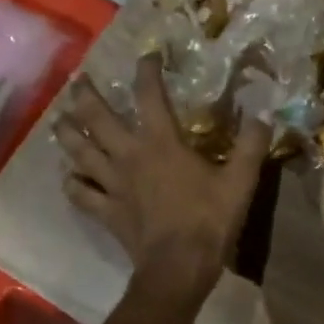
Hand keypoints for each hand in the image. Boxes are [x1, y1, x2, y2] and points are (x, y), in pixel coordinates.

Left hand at [54, 55, 271, 304]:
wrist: (179, 266)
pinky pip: (81, 193)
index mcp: (161, 142)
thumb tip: (264, 114)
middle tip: (78, 80)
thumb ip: (251, 145)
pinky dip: (73, 183)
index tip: (147, 56)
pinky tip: (70, 177)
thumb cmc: (209, 220)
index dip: (146, 71)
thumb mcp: (240, 180)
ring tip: (59, 120)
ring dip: (66, 133)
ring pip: (79, 151)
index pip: (149, 96)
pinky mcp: (106, 211)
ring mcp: (112, 184)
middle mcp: (129, 155)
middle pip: (96, 118)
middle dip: (85, 95)